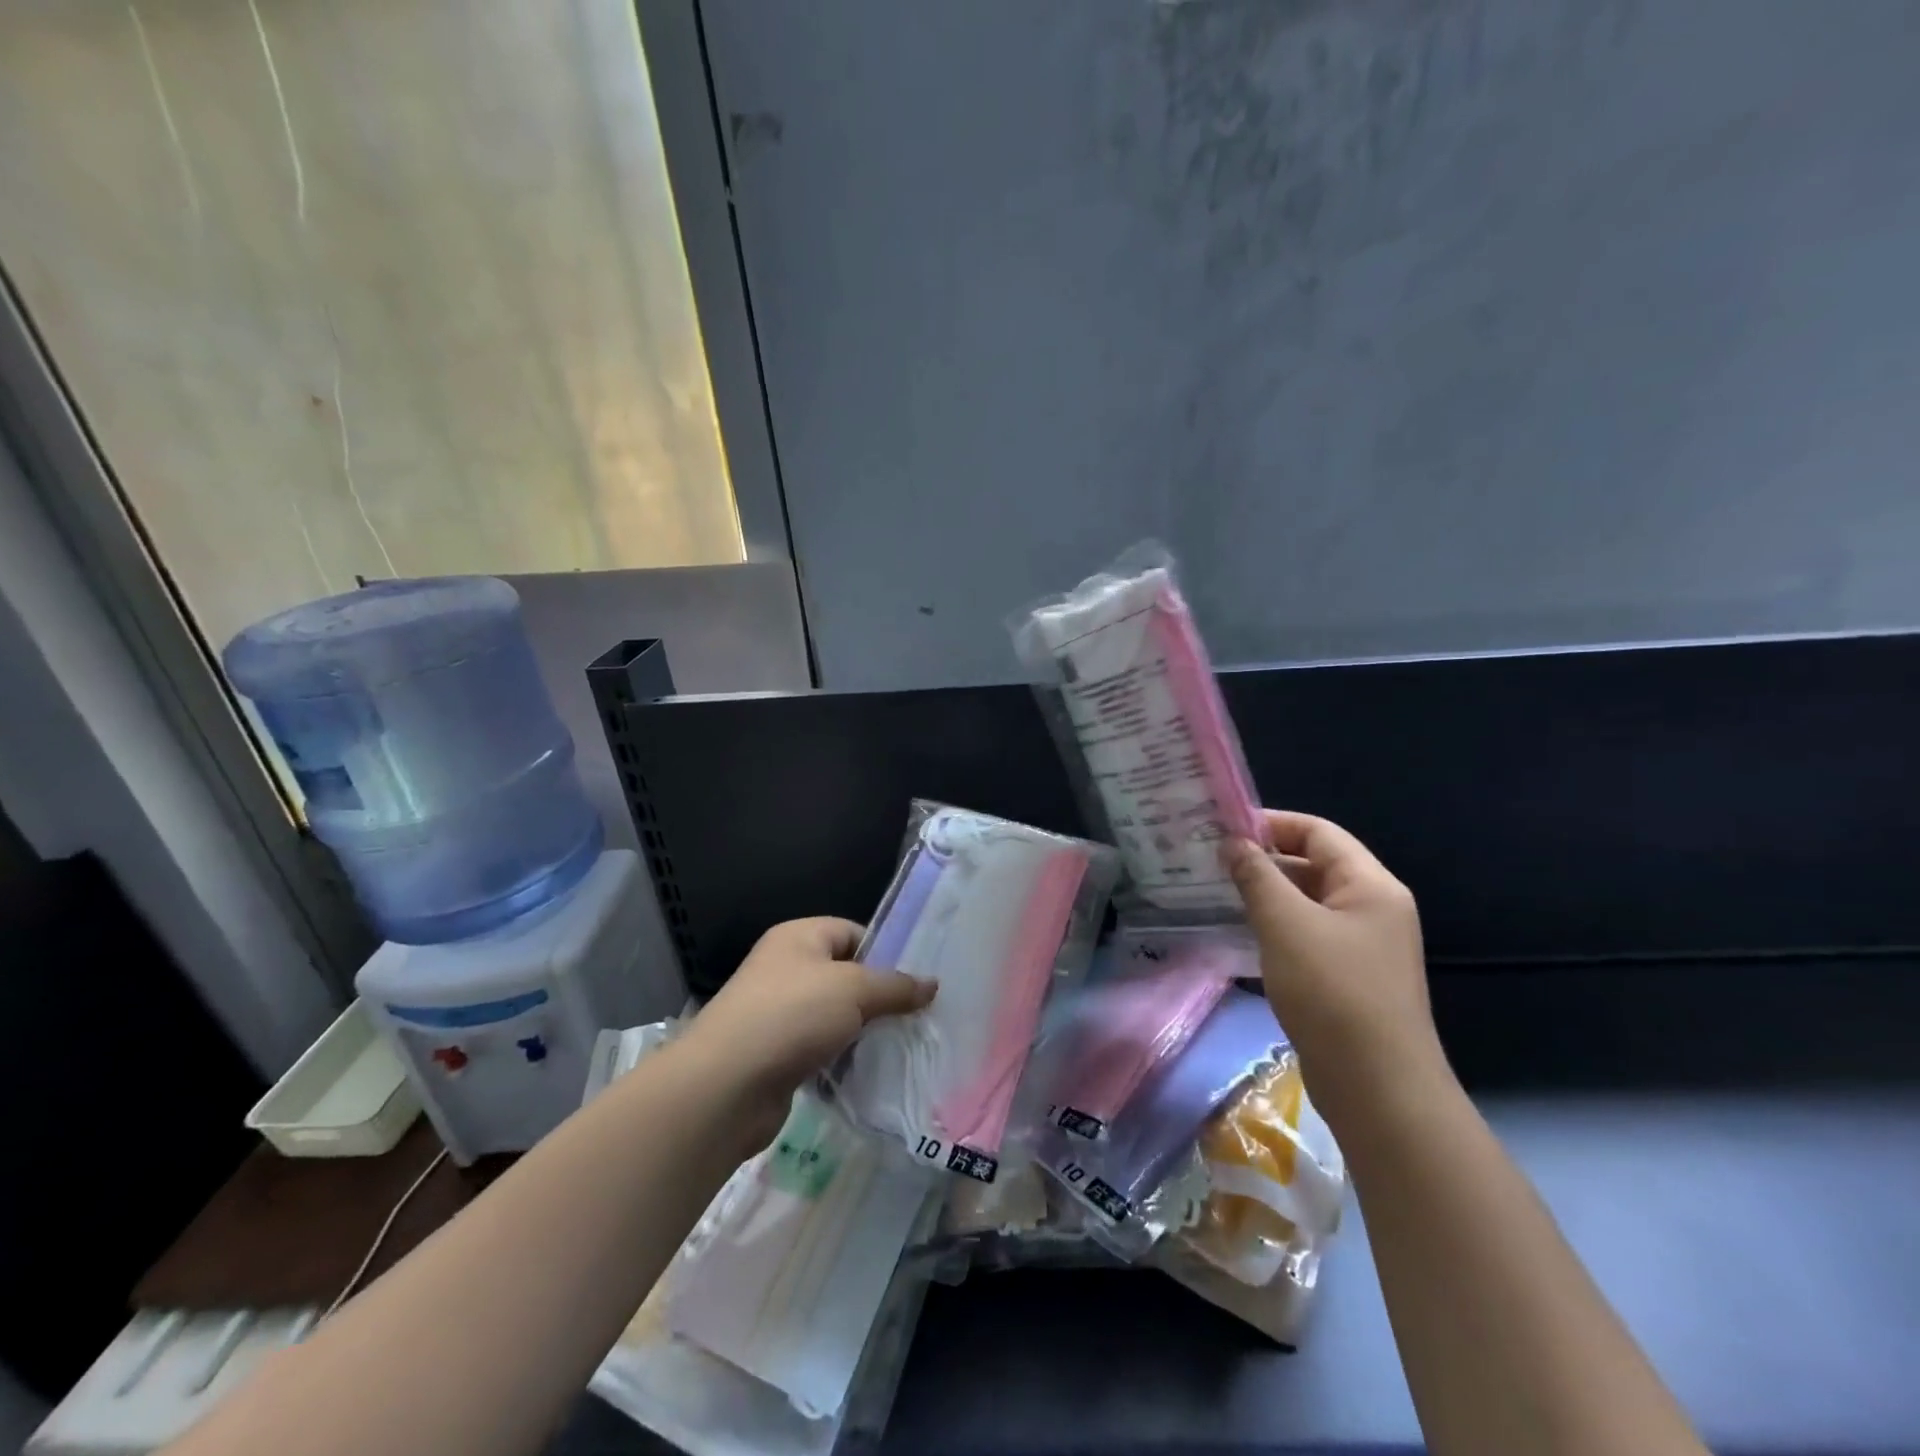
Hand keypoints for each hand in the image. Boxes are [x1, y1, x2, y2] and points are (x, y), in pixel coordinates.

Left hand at [683, 917, 935, 1141]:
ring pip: (837, 1015)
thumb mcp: (853, 989)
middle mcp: (787, 968)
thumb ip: (895, 986)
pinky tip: (873, 1072)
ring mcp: (780, 1013)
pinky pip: (823, 1048)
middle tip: (920, 1014)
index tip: (919, 978)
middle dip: (881, 995)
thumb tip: (932, 984)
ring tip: (904, 1044)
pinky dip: (845, 1058)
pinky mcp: (779, 1055)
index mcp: (799, 937)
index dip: (887, 951)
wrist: (726, 1087)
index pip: (853, 932)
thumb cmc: (791, 1016)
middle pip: (847, 975)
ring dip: (865, 1030)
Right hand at [1223, 810, 1445, 1120]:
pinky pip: (1307, 934)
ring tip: (1216, 891)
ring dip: (1266, 893)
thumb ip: (1257, 876)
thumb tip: (1233, 843)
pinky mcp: (1348, 976)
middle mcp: (1373, 908)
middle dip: (1264, 859)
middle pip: (1315, 864)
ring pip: (1308, 902)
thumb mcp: (1286, 925)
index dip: (1271, 823)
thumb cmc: (1333, 992)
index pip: (1319, 832)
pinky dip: (1275, 925)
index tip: (1222, 828)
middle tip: (1210, 860)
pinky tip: (1241, 932)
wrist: (1377, 1088)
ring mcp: (1362, 945)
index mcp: (1371, 886)